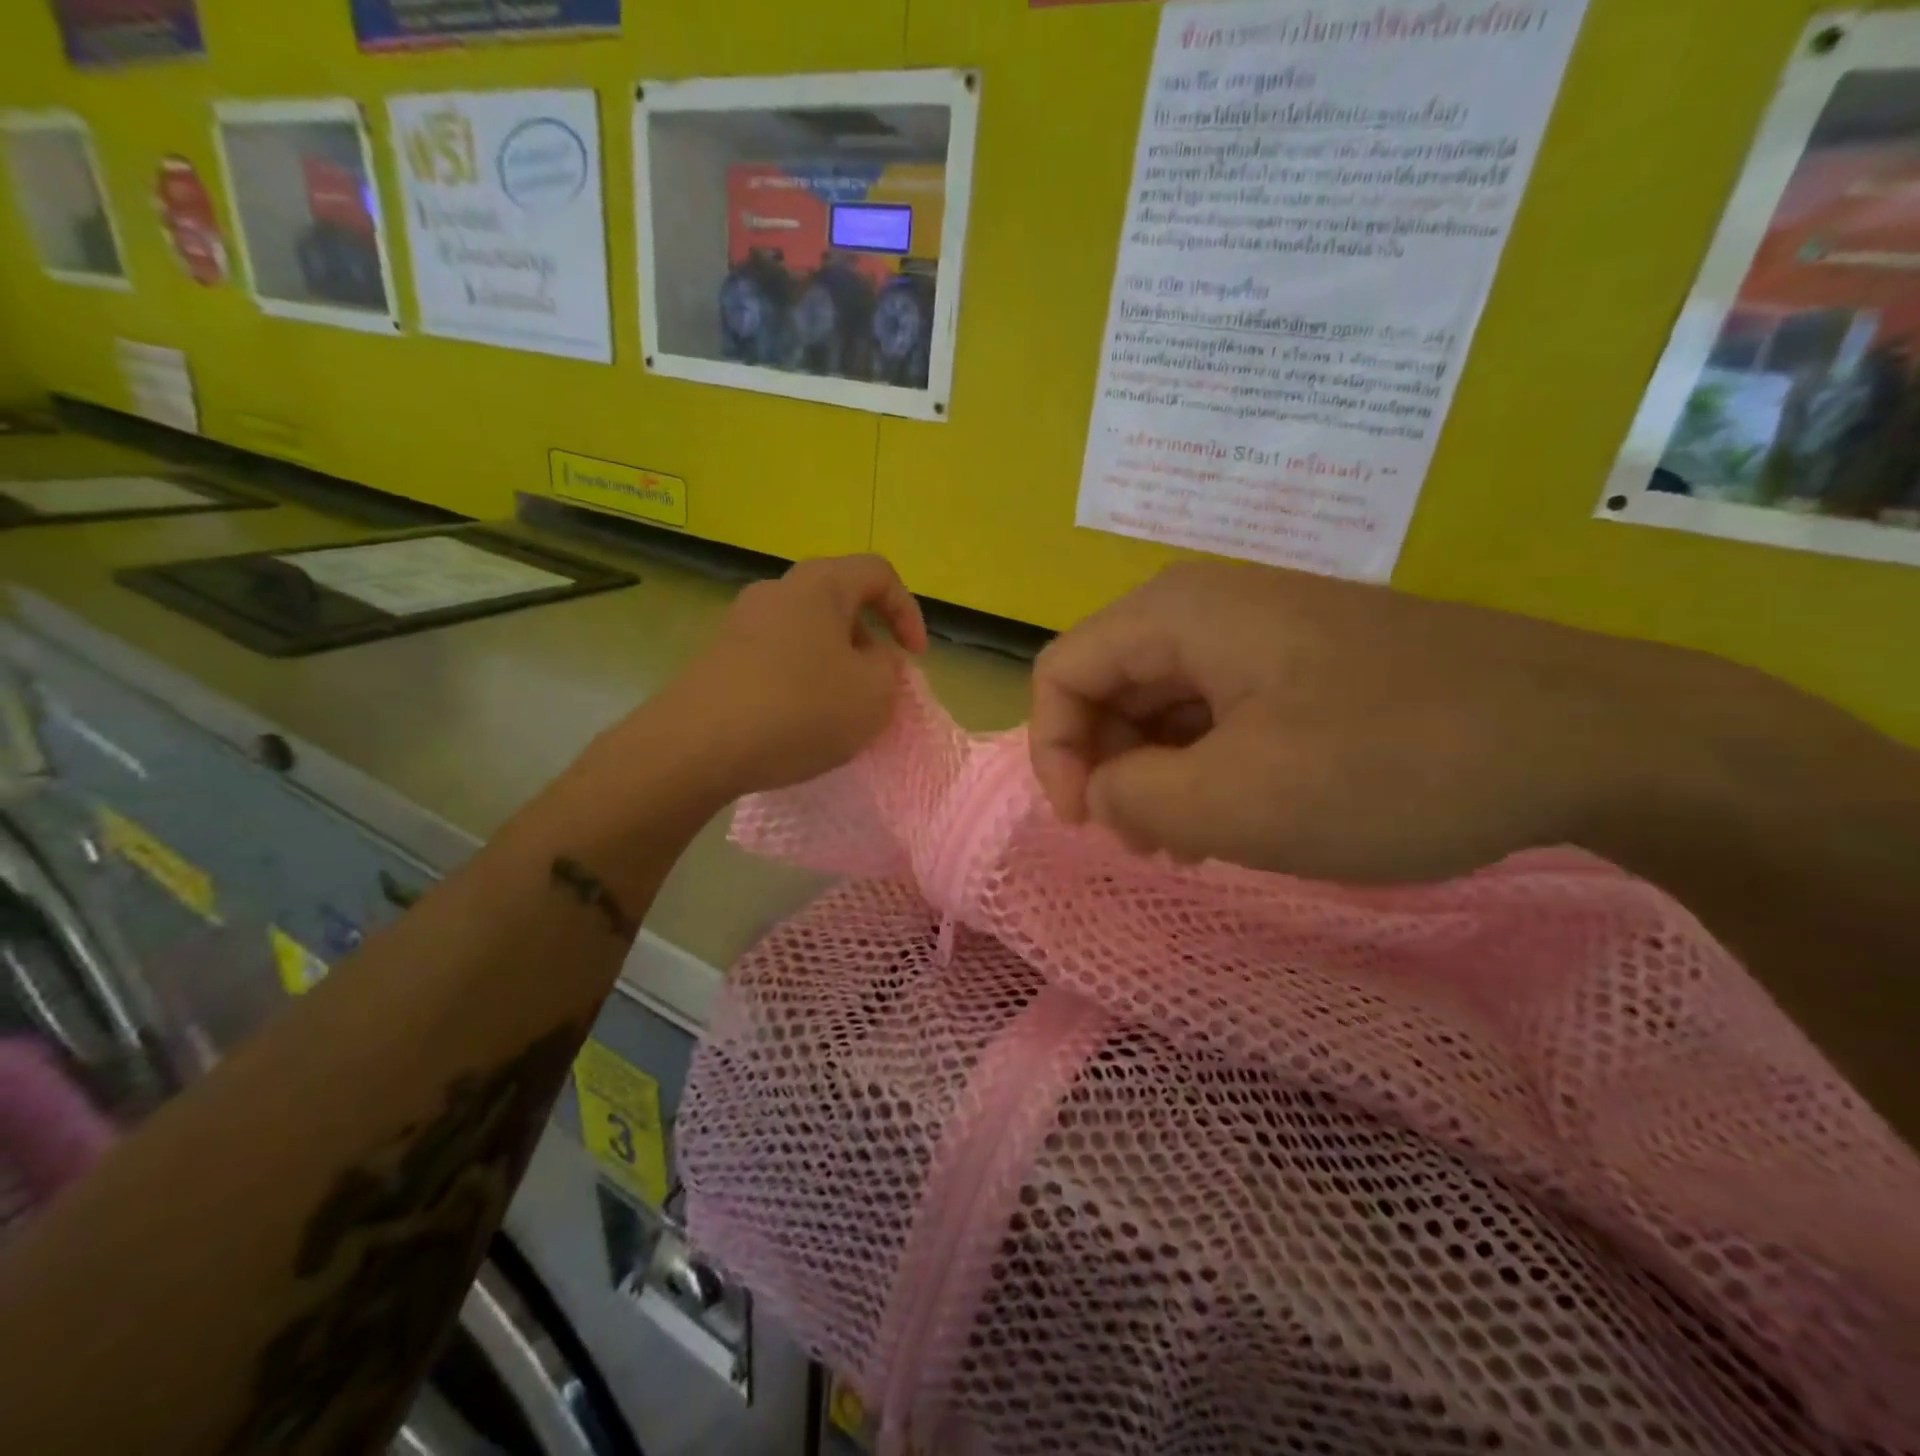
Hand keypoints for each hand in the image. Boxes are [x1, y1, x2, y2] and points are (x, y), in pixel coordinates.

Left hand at [649, 554, 927, 799]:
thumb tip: (871, 658)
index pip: (878, 573)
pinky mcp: (719, 656)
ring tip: (840, 708)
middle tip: (877, 683)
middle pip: (839, 600)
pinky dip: (800, 678)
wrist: (698, 745)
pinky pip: (776, 656)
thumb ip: (889, 669)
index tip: (914, 657)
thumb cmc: (800, 709)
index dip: (908, 610)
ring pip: (807, 631)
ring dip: (834, 662)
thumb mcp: (873, 694)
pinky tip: (798, 720)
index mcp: (820, 585)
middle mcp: (777, 590)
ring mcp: (741, 622)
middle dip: (869, 640)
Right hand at [1030, 561, 1713, 883]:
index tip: (1090, 826)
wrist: (1589, 735)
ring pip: (1166, 704)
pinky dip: (1209, 766)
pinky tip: (1243, 815)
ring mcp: (1263, 631)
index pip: (1061, 672)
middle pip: (1110, 686)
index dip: (1053, 752)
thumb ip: (1132, 799)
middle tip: (1150, 846)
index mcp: (1176, 615)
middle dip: (1111, 770)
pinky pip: (1221, 711)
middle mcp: (1208, 607)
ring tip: (1194, 844)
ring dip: (1159, 776)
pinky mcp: (1307, 662)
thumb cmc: (1390, 765)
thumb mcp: (1237, 801)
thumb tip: (1101, 792)